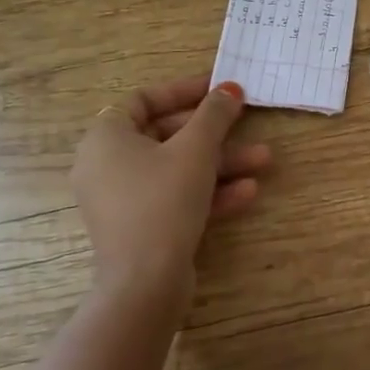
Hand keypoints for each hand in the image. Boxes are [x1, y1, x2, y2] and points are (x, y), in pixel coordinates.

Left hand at [71, 76, 270, 308]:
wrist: (145, 282)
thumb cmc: (163, 201)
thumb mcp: (195, 150)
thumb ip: (214, 114)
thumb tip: (230, 88)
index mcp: (106, 138)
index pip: (143, 100)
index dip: (184, 91)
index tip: (219, 90)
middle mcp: (107, 165)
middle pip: (166, 135)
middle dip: (215, 133)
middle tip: (248, 125)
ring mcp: (122, 199)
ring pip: (177, 169)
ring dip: (221, 163)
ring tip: (264, 161)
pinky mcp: (140, 226)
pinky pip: (175, 197)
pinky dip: (208, 192)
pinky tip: (248, 192)